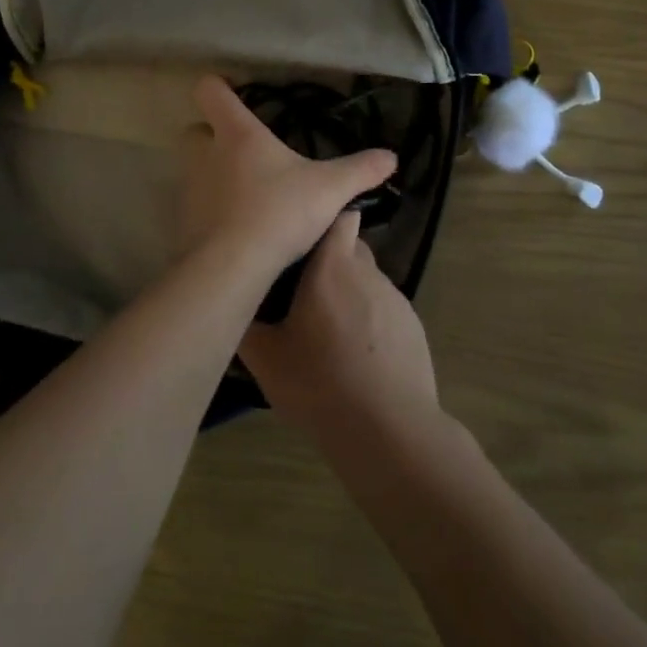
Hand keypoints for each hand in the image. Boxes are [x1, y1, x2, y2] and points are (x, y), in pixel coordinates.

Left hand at [180, 75, 396, 279]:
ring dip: (213, 173)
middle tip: (245, 149)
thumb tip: (391, 157)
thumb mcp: (330, 189)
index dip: (218, 86)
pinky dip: (212, 208)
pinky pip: (196, 204)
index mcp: (238, 134)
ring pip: (195, 168)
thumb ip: (360, 170)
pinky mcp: (185, 220)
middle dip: (214, 135)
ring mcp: (190, 188)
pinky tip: (236, 225)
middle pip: (197, 130)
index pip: (210, 91)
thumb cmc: (279, 211)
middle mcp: (206, 154)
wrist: (232, 266)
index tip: (235, 92)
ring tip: (246, 191)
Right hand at [238, 212, 438, 446]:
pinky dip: (368, 320)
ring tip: (327, 331)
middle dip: (328, 261)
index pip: (338, 214)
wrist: (390, 431)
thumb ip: (246, 321)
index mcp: (332, 266)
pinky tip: (355, 356)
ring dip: (347, 293)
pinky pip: (383, 309)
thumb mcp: (266, 358)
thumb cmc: (321, 384)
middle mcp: (367, 272)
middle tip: (301, 292)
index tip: (300, 235)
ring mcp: (395, 298)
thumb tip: (232, 300)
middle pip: (348, 247)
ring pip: (365, 280)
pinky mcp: (413, 326)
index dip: (322, 218)